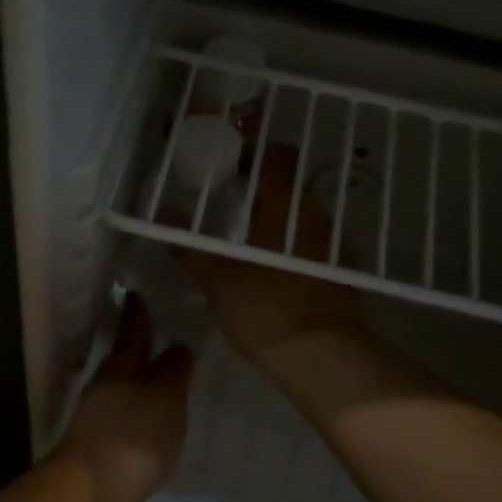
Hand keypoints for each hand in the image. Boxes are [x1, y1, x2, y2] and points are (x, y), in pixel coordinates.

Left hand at [56, 295, 193, 501]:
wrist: (90, 491)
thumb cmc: (134, 435)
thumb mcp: (166, 398)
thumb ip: (174, 371)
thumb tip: (179, 345)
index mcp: (121, 366)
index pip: (132, 330)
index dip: (137, 312)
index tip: (136, 293)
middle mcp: (104, 384)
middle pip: (123, 357)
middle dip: (137, 344)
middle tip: (153, 330)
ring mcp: (95, 415)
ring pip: (120, 385)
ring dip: (136, 377)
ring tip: (156, 375)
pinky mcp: (95, 442)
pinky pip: (119, 412)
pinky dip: (133, 406)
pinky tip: (144, 417)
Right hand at [174, 145, 363, 363]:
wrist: (322, 357)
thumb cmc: (265, 310)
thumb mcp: (217, 281)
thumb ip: (189, 248)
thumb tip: (162, 216)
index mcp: (285, 208)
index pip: (277, 156)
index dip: (256, 144)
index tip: (232, 146)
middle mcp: (314, 217)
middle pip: (290, 182)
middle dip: (262, 179)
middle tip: (230, 187)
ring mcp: (331, 244)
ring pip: (302, 212)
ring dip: (278, 210)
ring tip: (247, 224)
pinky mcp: (340, 271)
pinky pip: (312, 240)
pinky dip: (291, 238)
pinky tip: (273, 259)